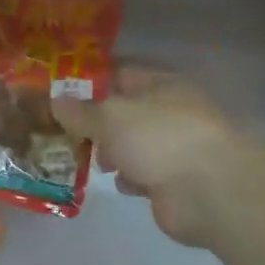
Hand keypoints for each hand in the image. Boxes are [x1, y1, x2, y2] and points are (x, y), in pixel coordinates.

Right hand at [53, 66, 237, 249]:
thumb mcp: (110, 116)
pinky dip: (128, 177)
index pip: (119, 72)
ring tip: (85, 157)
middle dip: (94, 120)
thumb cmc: (158, 138)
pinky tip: (116, 181)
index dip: (89, 79)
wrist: (208, 191)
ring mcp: (172, 146)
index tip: (57, 89)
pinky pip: (141, 173)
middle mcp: (168, 111)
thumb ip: (80, 110)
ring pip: (130, 143)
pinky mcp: (173, 180)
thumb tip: (55, 100)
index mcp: (159, 84)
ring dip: (110, 151)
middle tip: (62, 127)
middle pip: (123, 110)